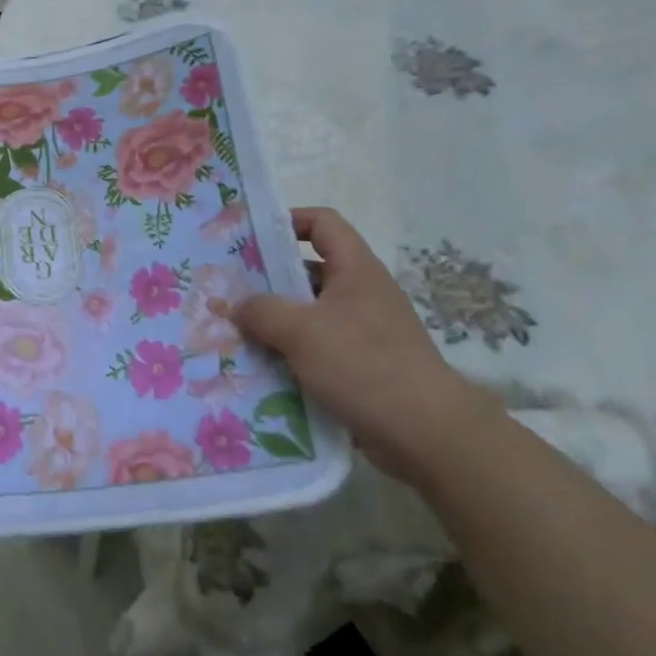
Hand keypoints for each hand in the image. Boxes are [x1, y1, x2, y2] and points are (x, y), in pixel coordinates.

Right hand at [236, 208, 491, 484]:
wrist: (426, 434)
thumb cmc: (364, 365)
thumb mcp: (301, 331)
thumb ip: (262, 311)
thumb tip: (238, 307)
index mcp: (355, 269)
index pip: (322, 223)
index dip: (288, 221)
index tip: (252, 240)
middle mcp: (360, 293)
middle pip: (308, 271)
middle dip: (268, 280)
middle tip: (229, 292)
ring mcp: (362, 331)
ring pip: (308, 314)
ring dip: (275, 323)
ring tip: (235, 333)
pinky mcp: (361, 366)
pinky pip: (316, 349)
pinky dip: (290, 355)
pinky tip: (261, 369)